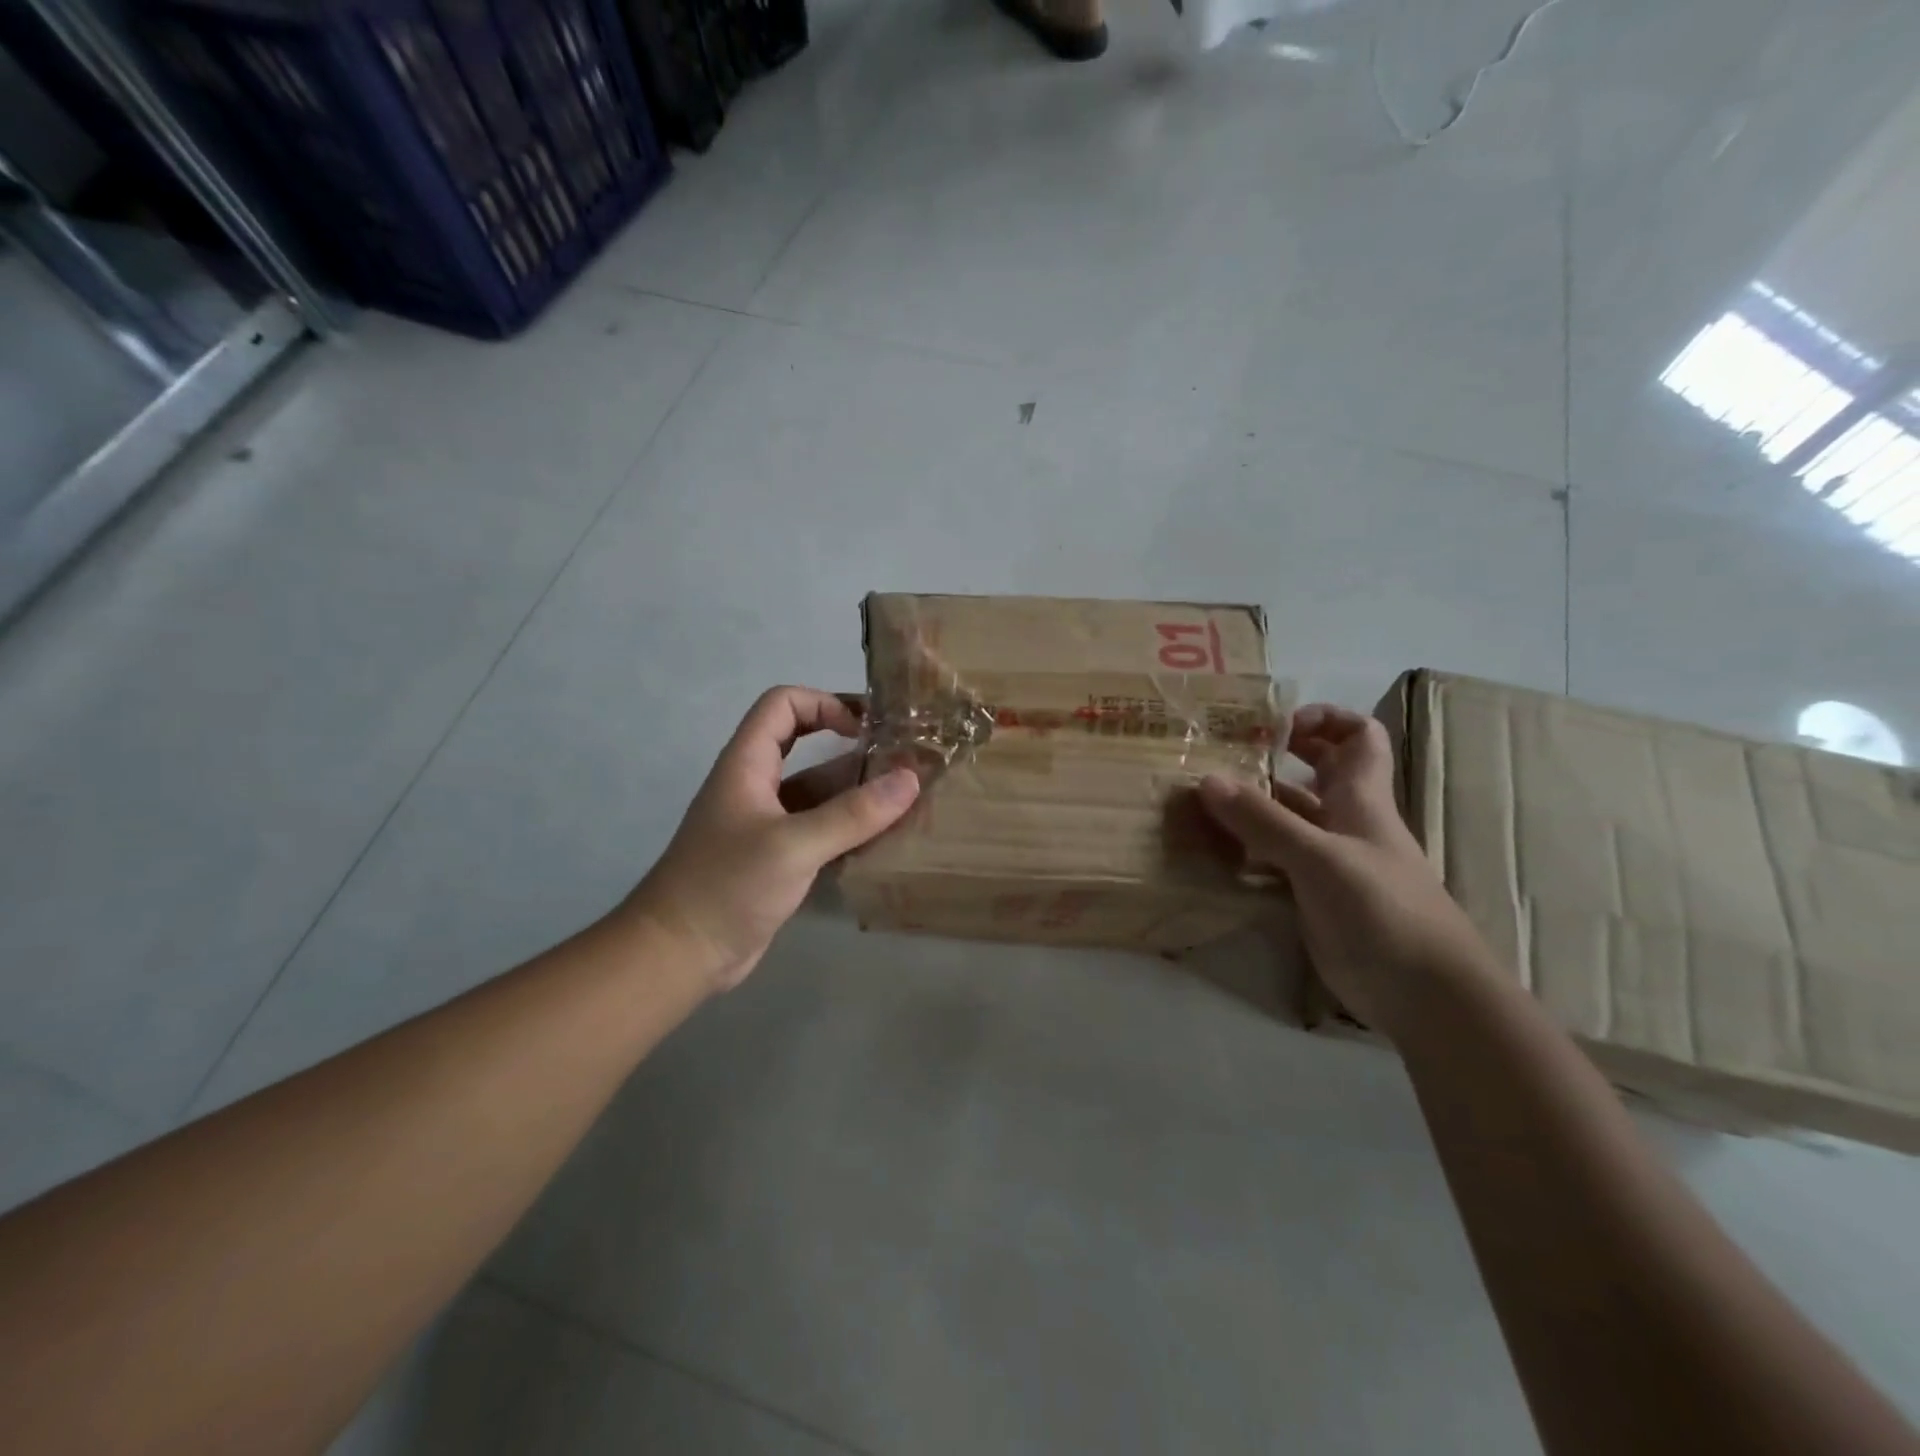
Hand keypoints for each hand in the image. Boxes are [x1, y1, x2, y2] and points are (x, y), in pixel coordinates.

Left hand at [623, 687, 919, 991]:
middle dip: (852, 746)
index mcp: (748, 764)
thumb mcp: (794, 845)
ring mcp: (768, 824)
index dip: (824, 703)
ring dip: (858, 792)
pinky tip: (886, 840)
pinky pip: (821, 830)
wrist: (679, 955)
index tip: (864, 728)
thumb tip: (911, 779)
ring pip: (818, 792)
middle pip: (805, 744)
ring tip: (908, 800)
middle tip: (901, 758)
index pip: (783, 704)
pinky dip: (851, 829)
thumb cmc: (727, 886)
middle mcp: (758, 786)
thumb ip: (853, 814)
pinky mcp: (778, 859)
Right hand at [1198, 704, 1489, 1037]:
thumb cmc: (1383, 910)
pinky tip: (1211, 852)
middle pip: (1318, 772)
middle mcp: (1345, 822)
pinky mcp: (1312, 895)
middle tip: (1227, 754)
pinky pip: (1274, 859)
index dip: (1325, 719)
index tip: (1276, 724)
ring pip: (1288, 818)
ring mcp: (1329, 861)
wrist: (1424, 993)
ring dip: (1252, 806)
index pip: (1359, 737)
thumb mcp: (1320, 859)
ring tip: (1202, 800)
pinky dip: (1246, 850)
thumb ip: (1264, 821)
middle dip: (1278, 756)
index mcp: (1361, 799)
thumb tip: (1206, 780)